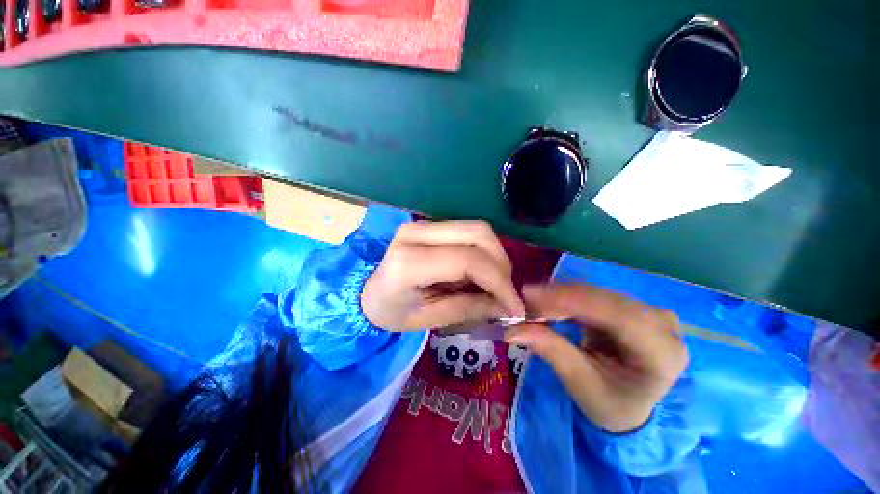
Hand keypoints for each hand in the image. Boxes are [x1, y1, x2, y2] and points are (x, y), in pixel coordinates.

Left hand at [362, 221, 525, 330]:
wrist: (367, 291)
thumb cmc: (392, 312)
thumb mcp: (429, 319)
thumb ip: (469, 309)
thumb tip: (507, 306)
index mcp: (409, 262)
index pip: (468, 260)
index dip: (499, 282)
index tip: (515, 306)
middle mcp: (416, 233)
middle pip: (478, 233)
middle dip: (501, 263)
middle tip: (506, 291)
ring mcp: (423, 223)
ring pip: (477, 228)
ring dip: (495, 255)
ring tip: (496, 283)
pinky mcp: (430, 224)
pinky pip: (468, 231)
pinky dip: (484, 251)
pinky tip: (482, 271)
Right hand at [505, 284, 687, 432]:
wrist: (629, 403)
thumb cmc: (610, 402)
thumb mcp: (580, 383)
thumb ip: (551, 351)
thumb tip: (512, 330)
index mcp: (663, 354)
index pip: (618, 315)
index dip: (571, 300)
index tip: (531, 295)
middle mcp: (663, 325)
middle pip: (604, 299)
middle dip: (559, 297)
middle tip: (524, 300)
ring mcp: (649, 311)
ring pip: (597, 292)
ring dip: (560, 295)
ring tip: (531, 302)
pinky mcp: (631, 305)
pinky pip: (594, 294)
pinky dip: (567, 297)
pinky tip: (548, 301)